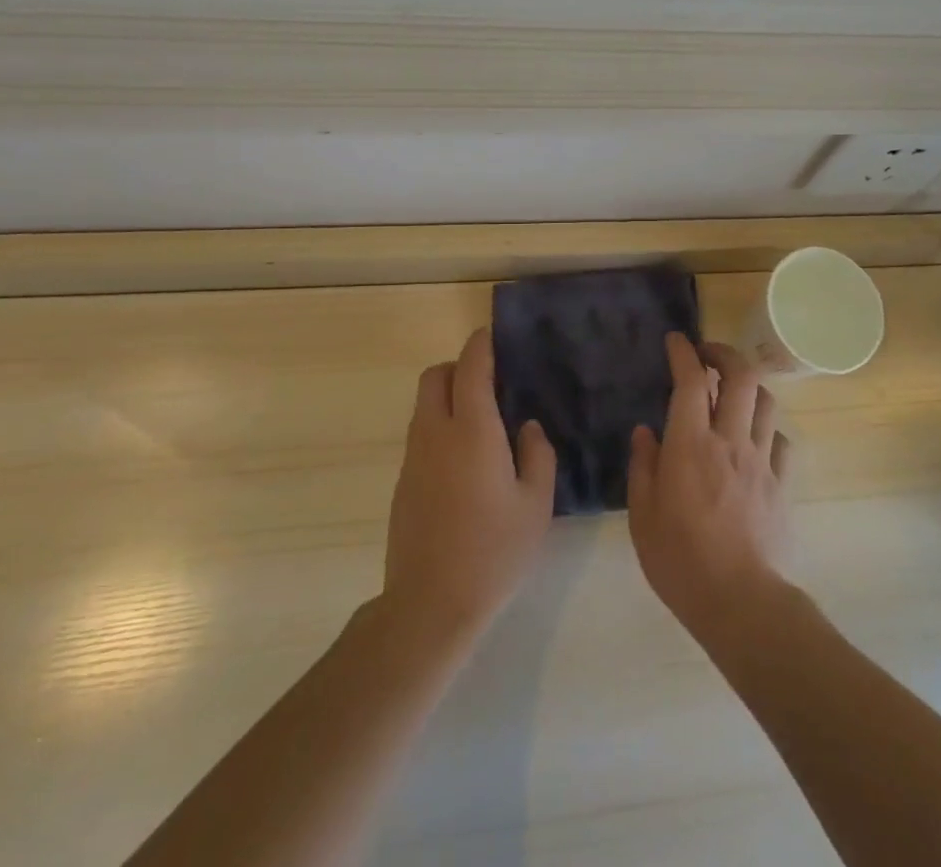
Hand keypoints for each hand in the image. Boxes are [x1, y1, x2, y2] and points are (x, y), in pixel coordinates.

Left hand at [382, 327, 556, 640]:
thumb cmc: (494, 552)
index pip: (470, 369)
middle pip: (434, 377)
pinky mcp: (403, 482)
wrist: (431, 604)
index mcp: (472, 431)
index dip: (480, 346)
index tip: (491, 335)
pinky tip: (463, 461)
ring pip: (423, 405)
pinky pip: (420, 434)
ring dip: (446, 396)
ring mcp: (414, 458)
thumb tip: (526, 427)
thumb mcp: (536, 504)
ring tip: (480, 422)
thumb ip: (538, 455)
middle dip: (457, 366)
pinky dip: (438, 426)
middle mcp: (436, 434)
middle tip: (488, 382)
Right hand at [628, 335, 792, 640]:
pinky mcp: (781, 484)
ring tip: (731, 393)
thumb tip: (646, 432)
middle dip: (725, 353)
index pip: (690, 381)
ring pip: (765, 401)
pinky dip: (766, 429)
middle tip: (708, 355)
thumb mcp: (643, 516)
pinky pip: (780, 441)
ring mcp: (761, 460)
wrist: (742, 603)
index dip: (683, 352)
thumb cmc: (681, 560)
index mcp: (690, 445)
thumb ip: (643, 466)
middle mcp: (729, 441)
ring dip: (748, 387)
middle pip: (741, 376)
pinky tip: (753, 441)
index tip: (676, 340)